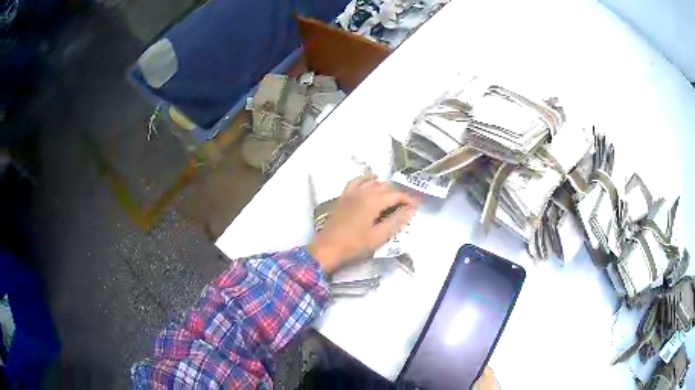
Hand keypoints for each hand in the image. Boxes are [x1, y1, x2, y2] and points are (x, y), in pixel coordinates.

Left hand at [308, 176, 418, 273]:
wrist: (327, 249)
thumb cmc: (354, 245)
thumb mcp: (379, 236)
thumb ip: (396, 221)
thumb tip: (411, 210)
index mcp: (373, 201)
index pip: (396, 194)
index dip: (408, 200)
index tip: (416, 207)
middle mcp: (363, 192)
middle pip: (385, 187)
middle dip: (397, 195)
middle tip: (405, 208)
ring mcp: (351, 193)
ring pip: (372, 182)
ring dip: (384, 188)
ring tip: (391, 200)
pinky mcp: (343, 197)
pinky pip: (357, 181)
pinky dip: (366, 180)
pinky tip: (370, 184)